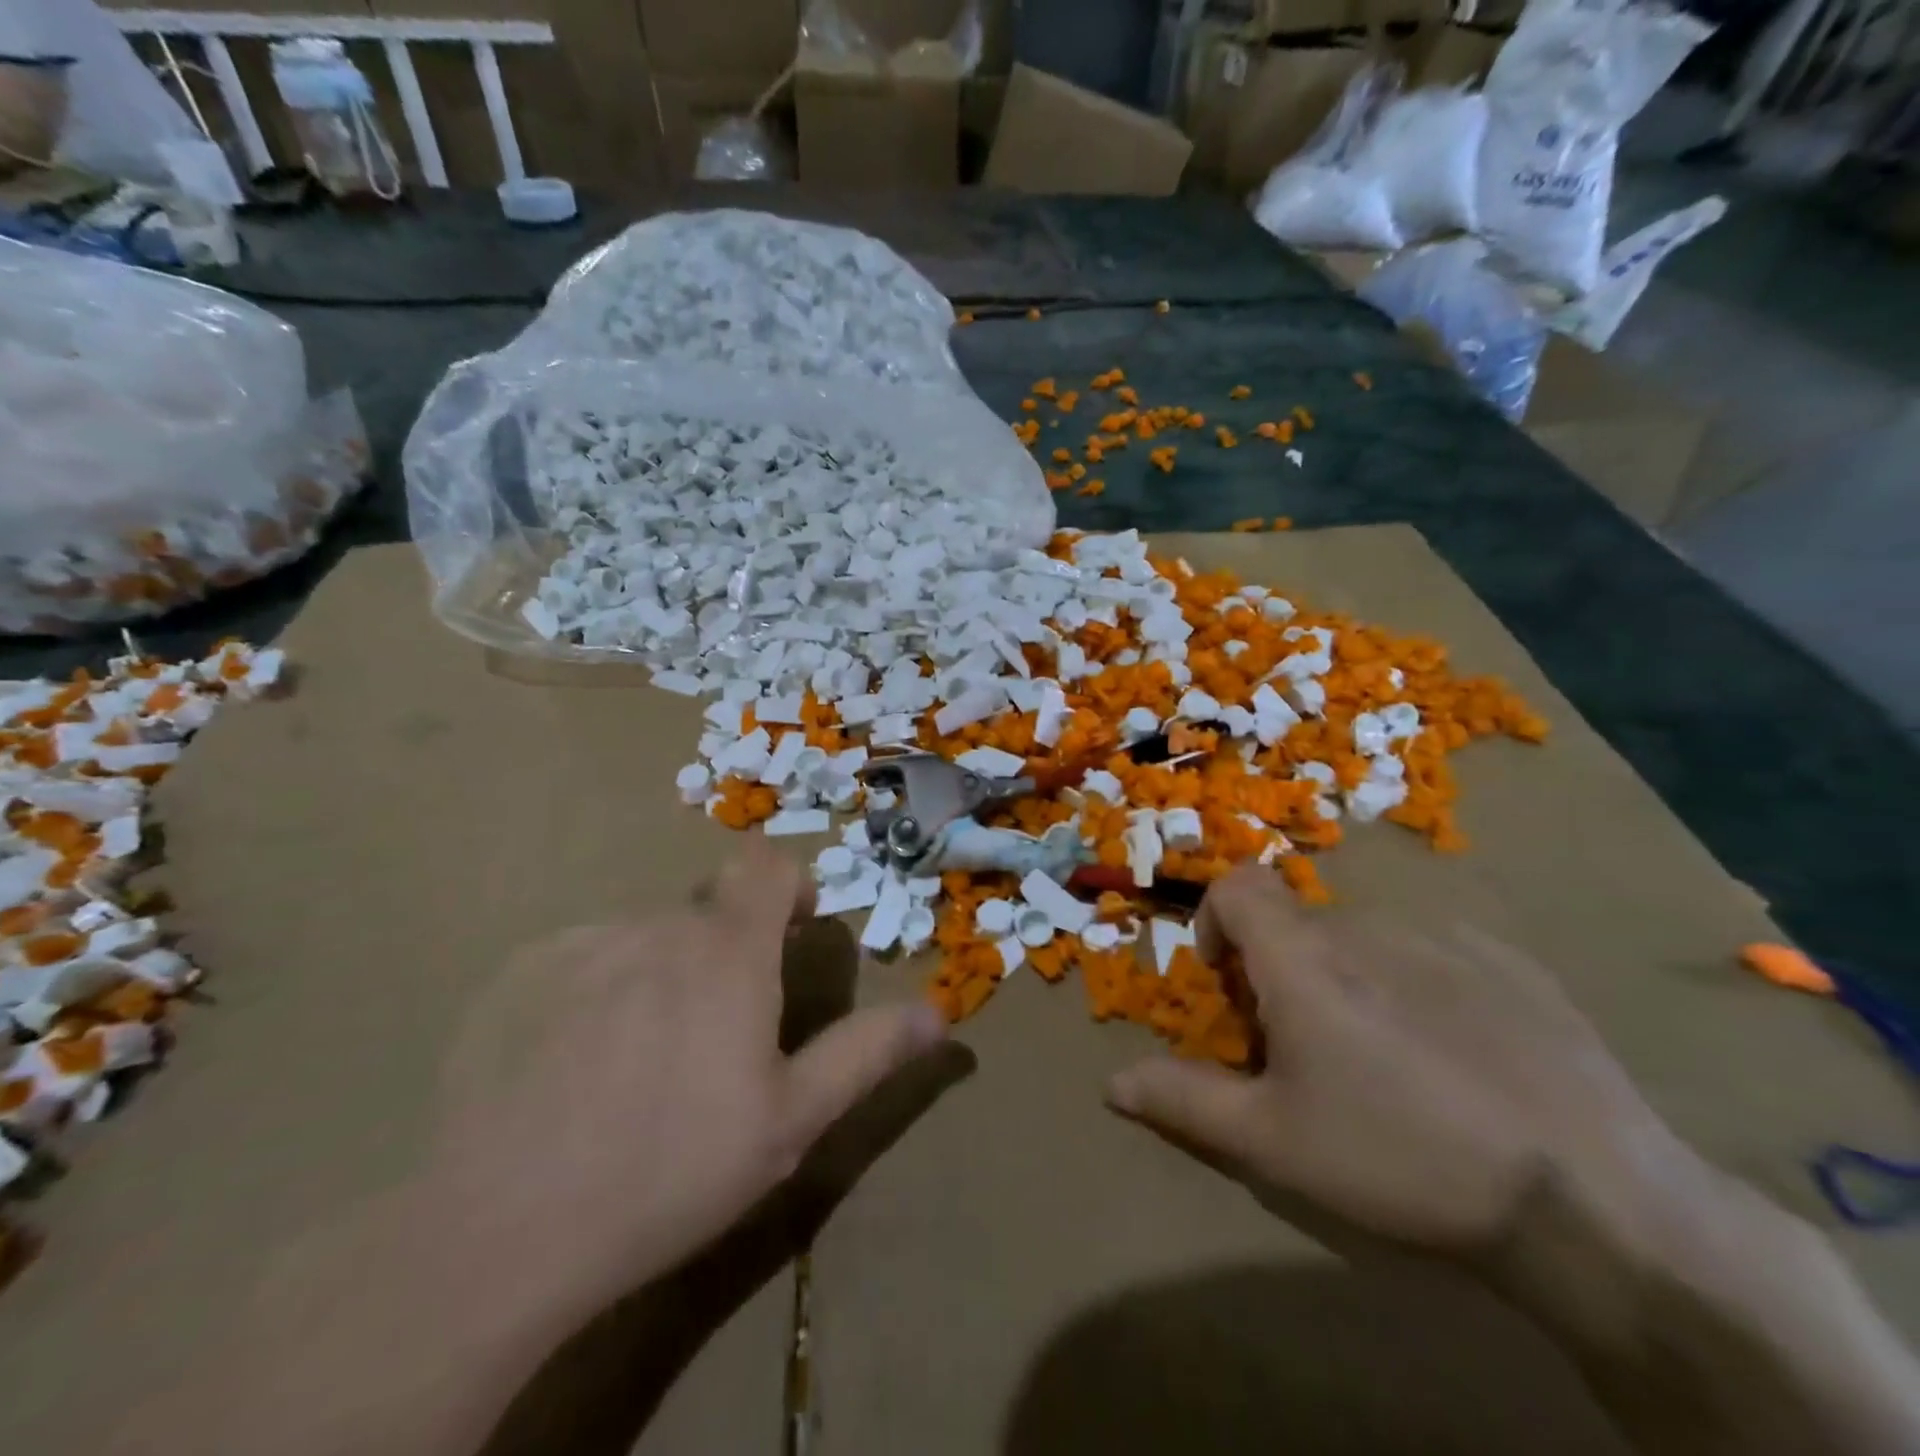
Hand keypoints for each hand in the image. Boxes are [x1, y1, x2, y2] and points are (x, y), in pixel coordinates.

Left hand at [432, 838, 948, 1315]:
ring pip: (645, 937)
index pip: (766, 866)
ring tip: (642, 1060)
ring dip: (661, 972)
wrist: (501, 1232)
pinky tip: (575, 1067)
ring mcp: (583, 945)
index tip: (790, 935)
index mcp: (728, 950)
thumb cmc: (673, 1169)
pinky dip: (598, 990)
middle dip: (725, 950)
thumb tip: (938, 1013)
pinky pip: (582, 959)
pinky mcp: (521, 974)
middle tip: (717, 1033)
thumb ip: (866, 1052)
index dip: (787, 886)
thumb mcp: (791, 1120)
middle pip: (707, 910)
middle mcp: (657, 926)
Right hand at [1105, 866, 1692, 1256]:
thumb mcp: (1272, 1142)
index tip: (1231, 982)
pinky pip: (1435, 952)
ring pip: (1367, 938)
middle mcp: (1368, 926)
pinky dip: (1418, 984)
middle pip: (1300, 924)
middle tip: (1309, 1050)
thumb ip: (1184, 1100)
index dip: (1217, 919)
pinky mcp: (1512, 961)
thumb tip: (1111, 1084)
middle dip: (1284, 971)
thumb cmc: (1401, 1159)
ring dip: (1350, 978)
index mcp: (1304, 957)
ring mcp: (1447, 937)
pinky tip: (1458, 1056)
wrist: (1593, 1201)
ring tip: (1386, 1059)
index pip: (1238, 885)